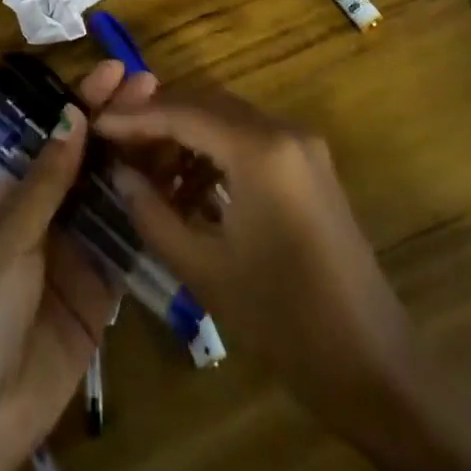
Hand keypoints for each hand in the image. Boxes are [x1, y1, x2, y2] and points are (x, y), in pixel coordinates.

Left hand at [0, 60, 153, 470]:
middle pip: (91, 161)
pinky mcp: (102, 291)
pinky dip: (151, 216)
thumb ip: (47, 183)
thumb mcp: (6, 239)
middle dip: (120, 124)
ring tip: (176, 126)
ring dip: (141, 161)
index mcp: (16, 196)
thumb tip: (74, 115)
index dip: (86, 103)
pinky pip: (129, 245)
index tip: (118, 71)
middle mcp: (50, 216)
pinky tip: (180, 188)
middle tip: (156, 88)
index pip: (57, 139)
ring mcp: (78, 252)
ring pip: (114, 196)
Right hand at [94, 89, 415, 421]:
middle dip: (159, 120)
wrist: (374, 366)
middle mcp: (284, 131)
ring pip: (228, 119)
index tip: (96, 124)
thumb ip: (154, 214)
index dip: (136, 117)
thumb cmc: (285, 321)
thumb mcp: (206, 269)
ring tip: (148, 174)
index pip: (184, 112)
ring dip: (187, 136)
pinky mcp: (310, 166)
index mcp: (260, 150)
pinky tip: (189, 189)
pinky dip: (215, 153)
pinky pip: (250, 140)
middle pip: (207, 103)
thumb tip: (119, 174)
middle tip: (117, 146)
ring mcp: (303, 146)